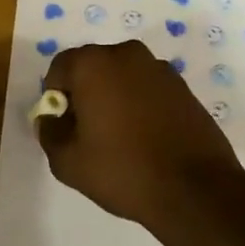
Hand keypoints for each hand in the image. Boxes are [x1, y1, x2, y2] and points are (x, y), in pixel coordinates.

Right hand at [36, 40, 244, 230]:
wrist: (196, 190)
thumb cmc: (123, 170)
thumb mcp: (67, 161)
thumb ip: (49, 132)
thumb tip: (51, 119)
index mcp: (94, 64)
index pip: (59, 68)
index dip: (56, 97)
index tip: (65, 127)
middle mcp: (127, 55)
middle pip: (92, 68)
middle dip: (84, 94)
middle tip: (88, 133)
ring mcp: (160, 69)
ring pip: (121, 77)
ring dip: (113, 98)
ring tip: (119, 138)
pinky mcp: (184, 88)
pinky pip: (147, 89)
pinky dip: (139, 105)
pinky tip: (145, 139)